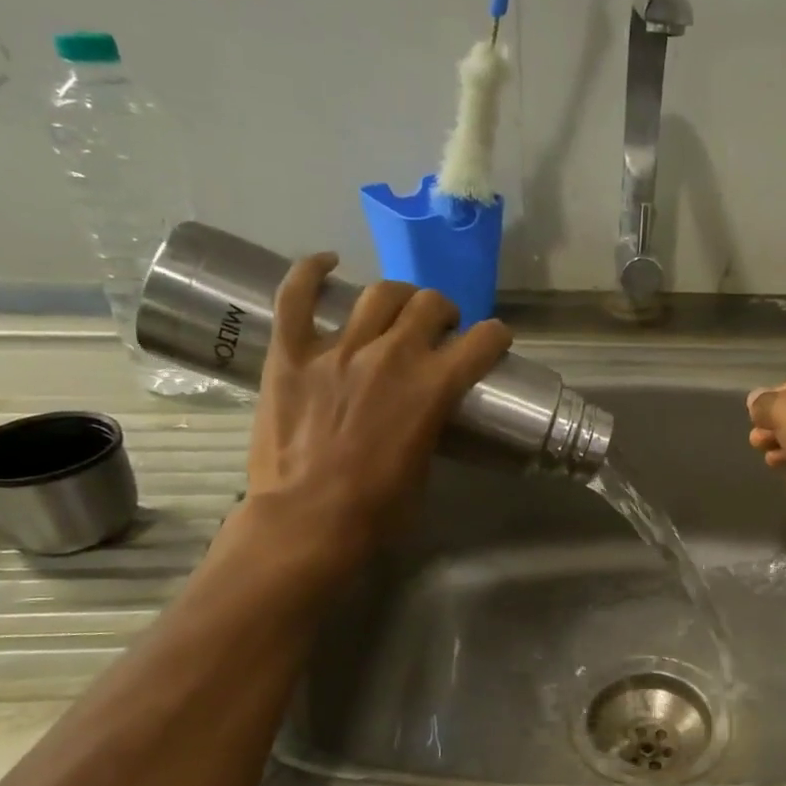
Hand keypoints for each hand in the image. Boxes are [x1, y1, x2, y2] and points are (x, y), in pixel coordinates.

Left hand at [240, 254, 510, 579]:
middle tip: (438, 330)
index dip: (494, 337)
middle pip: (430, 304)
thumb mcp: (425, 466)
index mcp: (434, 387)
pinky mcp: (291, 353)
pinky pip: (297, 296)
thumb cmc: (377, 510)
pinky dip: (311, 272)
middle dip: (443, 313)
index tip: (493, 341)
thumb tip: (423, 413)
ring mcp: (338, 348)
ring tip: (396, 310)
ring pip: (379, 293)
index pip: (483, 341)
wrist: (308, 522)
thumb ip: (430, 424)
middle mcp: (392, 355)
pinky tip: (327, 263)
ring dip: (398, 297)